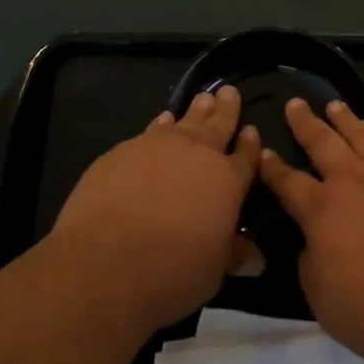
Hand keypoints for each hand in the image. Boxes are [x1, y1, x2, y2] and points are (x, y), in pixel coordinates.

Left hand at [50, 85, 262, 336]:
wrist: (107, 261)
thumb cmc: (172, 271)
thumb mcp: (213, 271)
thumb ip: (233, 255)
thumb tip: (256, 259)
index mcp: (228, 181)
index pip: (246, 156)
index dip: (250, 143)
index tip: (251, 130)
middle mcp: (199, 154)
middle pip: (219, 124)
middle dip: (227, 108)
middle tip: (229, 92)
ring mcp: (160, 146)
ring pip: (186, 120)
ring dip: (197, 109)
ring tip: (203, 98)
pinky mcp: (126, 150)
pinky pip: (152, 130)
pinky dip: (162, 123)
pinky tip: (162, 120)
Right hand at [258, 98, 363, 363]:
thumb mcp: (321, 297)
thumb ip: (310, 261)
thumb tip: (312, 240)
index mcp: (321, 211)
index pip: (288, 182)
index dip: (272, 167)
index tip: (262, 151)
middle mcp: (352, 181)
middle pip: (322, 142)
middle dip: (305, 123)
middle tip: (295, 104)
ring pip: (360, 134)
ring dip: (344, 118)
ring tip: (334, 106)